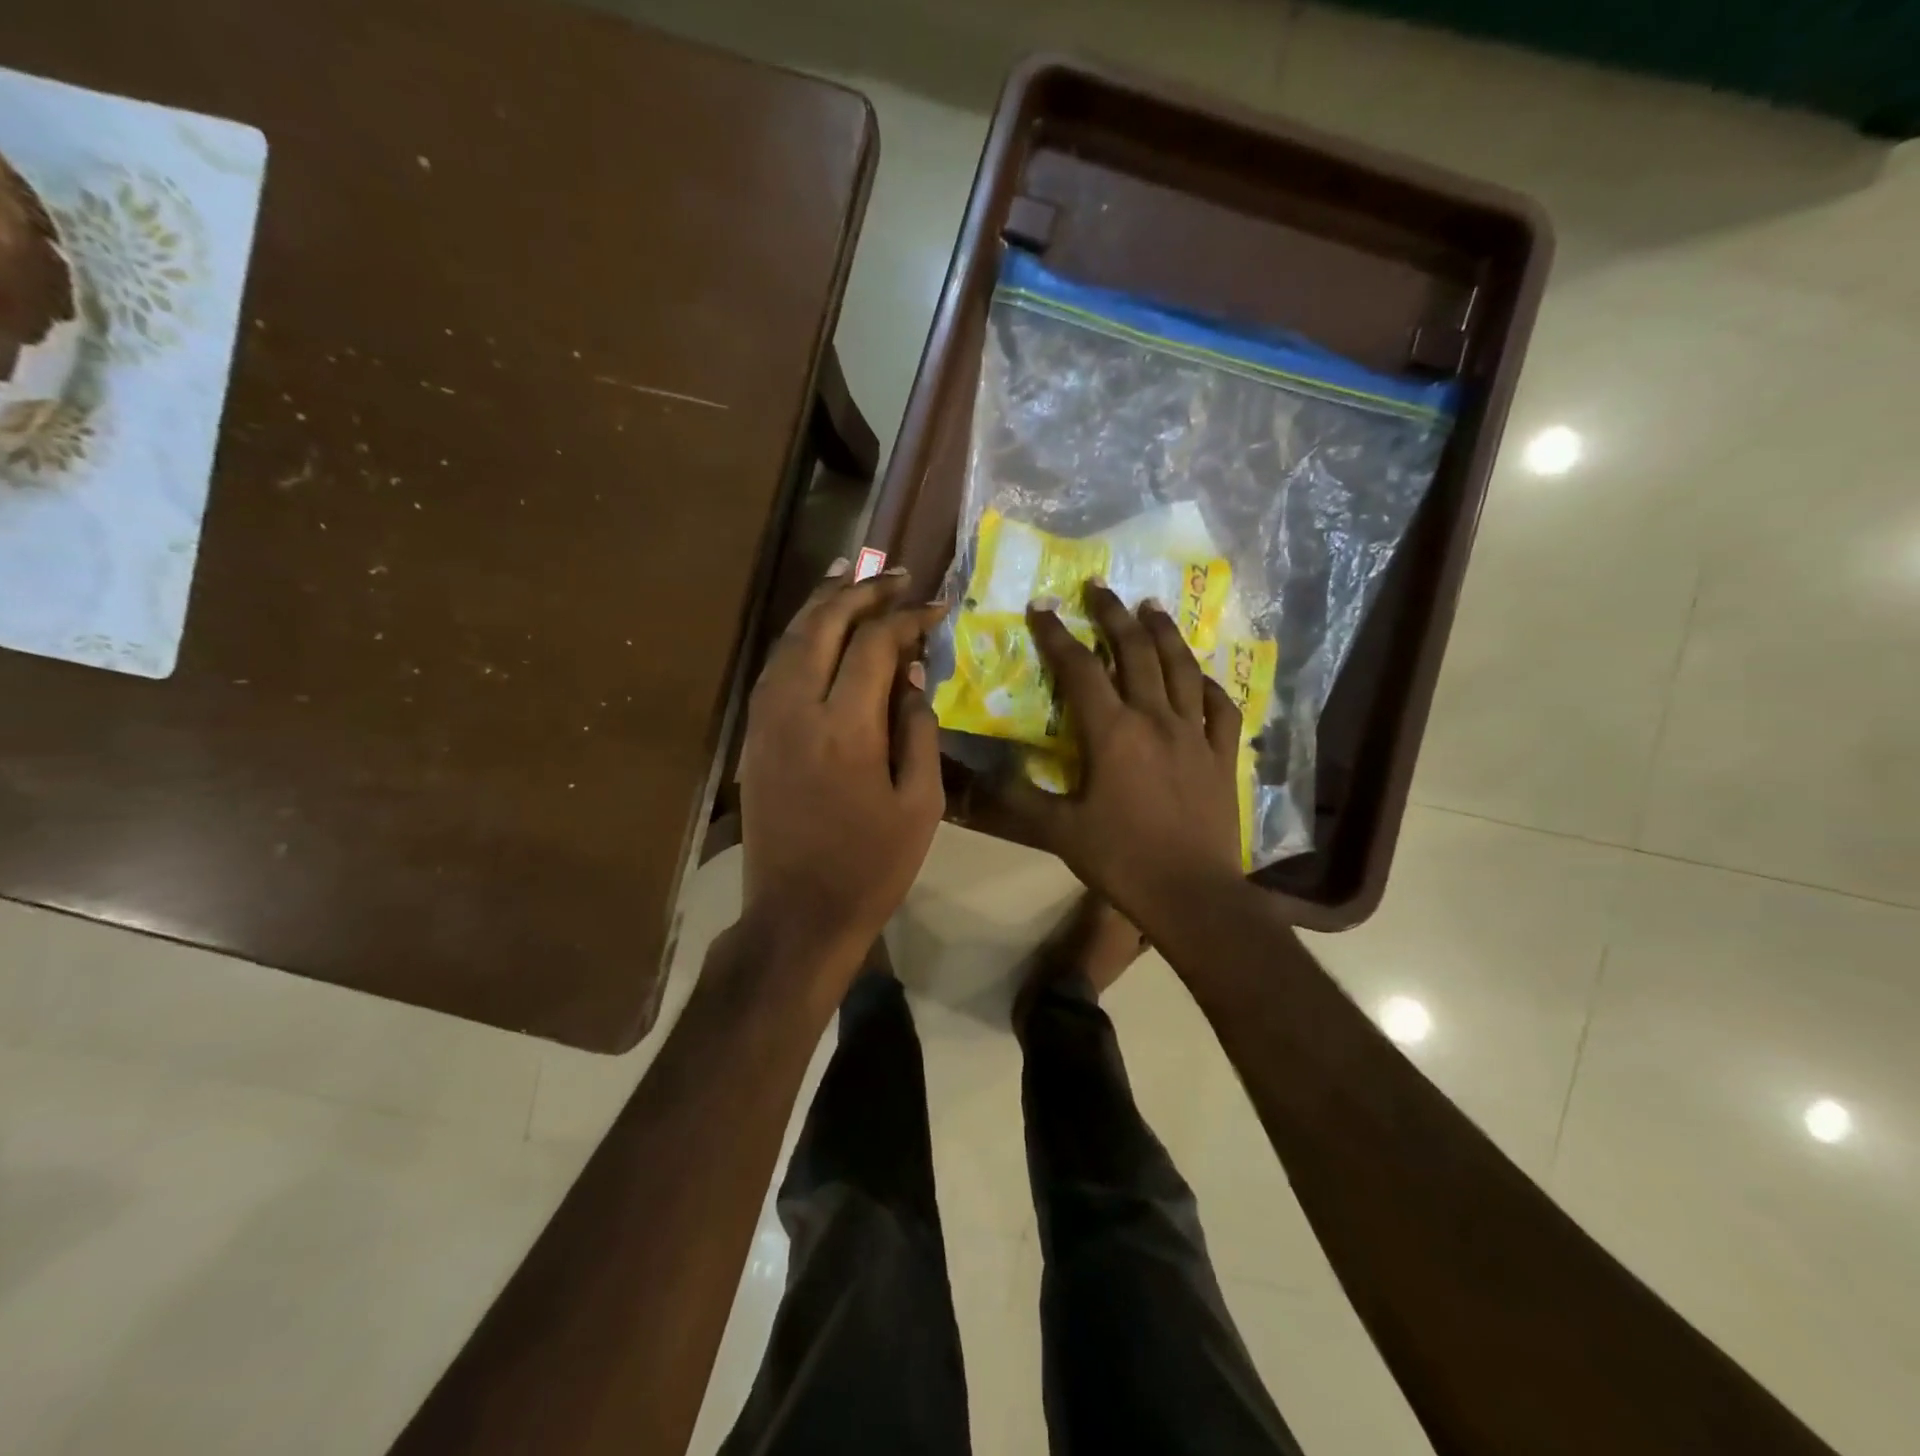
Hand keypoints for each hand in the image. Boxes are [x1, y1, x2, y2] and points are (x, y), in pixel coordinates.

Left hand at [738, 561, 949, 978]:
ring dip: (821, 602)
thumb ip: (917, 729)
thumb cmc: (872, 866)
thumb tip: (912, 673)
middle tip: (893, 573)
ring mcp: (766, 720)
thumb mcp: (920, 804)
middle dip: (860, 591)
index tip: (935, 605)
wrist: (797, 913)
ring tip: (849, 573)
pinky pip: (774, 666)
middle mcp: (797, 710)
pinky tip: (816, 626)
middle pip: (824, 626)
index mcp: (846, 729)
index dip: (907, 618)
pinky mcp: (753, 735)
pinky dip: (798, 635)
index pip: (875, 645)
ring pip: (790, 639)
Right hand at [984, 581, 1243, 926]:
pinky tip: (1200, 676)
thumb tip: (986, 773)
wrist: (1193, 893)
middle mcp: (1155, 719)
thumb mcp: (1060, 832)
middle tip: (1100, 586)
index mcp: (1112, 733)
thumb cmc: (1122, 859)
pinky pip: (1220, 708)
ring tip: (1151, 607)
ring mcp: (1195, 734)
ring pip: (1181, 669)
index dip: (1057, 635)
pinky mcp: (1221, 755)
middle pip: (1135, 652)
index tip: (1042, 607)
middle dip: (1114, 615)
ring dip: (1164, 633)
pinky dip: (1208, 686)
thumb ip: (1021, 798)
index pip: (1080, 670)